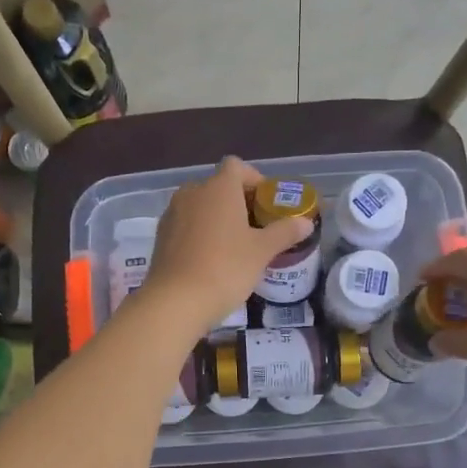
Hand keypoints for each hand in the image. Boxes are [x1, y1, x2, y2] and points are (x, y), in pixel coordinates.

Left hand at [139, 157, 313, 337]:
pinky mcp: (161, 237)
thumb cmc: (225, 268)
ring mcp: (172, 214)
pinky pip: (186, 225)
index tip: (267, 204)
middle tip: (256, 228)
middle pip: (218, 186)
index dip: (254, 179)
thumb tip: (305, 222)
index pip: (237, 166)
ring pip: (200, 206)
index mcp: (218, 188)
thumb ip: (285, 232)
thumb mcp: (262, 251)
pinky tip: (211, 259)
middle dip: (238, 202)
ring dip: (217, 218)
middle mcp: (192, 193)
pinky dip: (200, 233)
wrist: (175, 302)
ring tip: (234, 246)